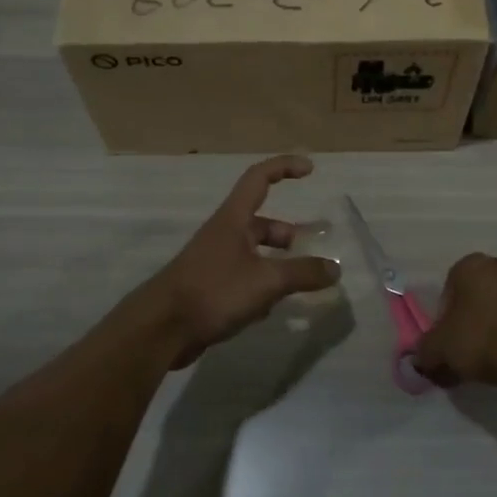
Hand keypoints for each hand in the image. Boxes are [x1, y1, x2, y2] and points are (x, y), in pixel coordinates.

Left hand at [140, 155, 340, 368]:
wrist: (161, 329)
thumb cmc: (214, 292)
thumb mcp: (266, 281)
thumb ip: (303, 273)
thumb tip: (335, 268)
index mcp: (233, 220)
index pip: (259, 178)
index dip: (284, 168)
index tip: (310, 169)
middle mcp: (223, 234)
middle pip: (261, 223)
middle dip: (286, 235)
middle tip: (308, 252)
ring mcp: (215, 261)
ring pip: (254, 253)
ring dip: (276, 264)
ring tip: (296, 285)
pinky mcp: (210, 287)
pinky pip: (244, 278)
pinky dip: (261, 287)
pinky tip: (269, 310)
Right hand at [414, 253, 496, 387]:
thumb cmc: (478, 340)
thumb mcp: (437, 348)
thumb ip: (424, 351)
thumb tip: (422, 358)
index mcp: (472, 266)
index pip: (449, 286)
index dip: (444, 314)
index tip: (446, 337)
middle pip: (477, 295)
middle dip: (469, 319)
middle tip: (464, 348)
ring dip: (494, 328)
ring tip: (488, 360)